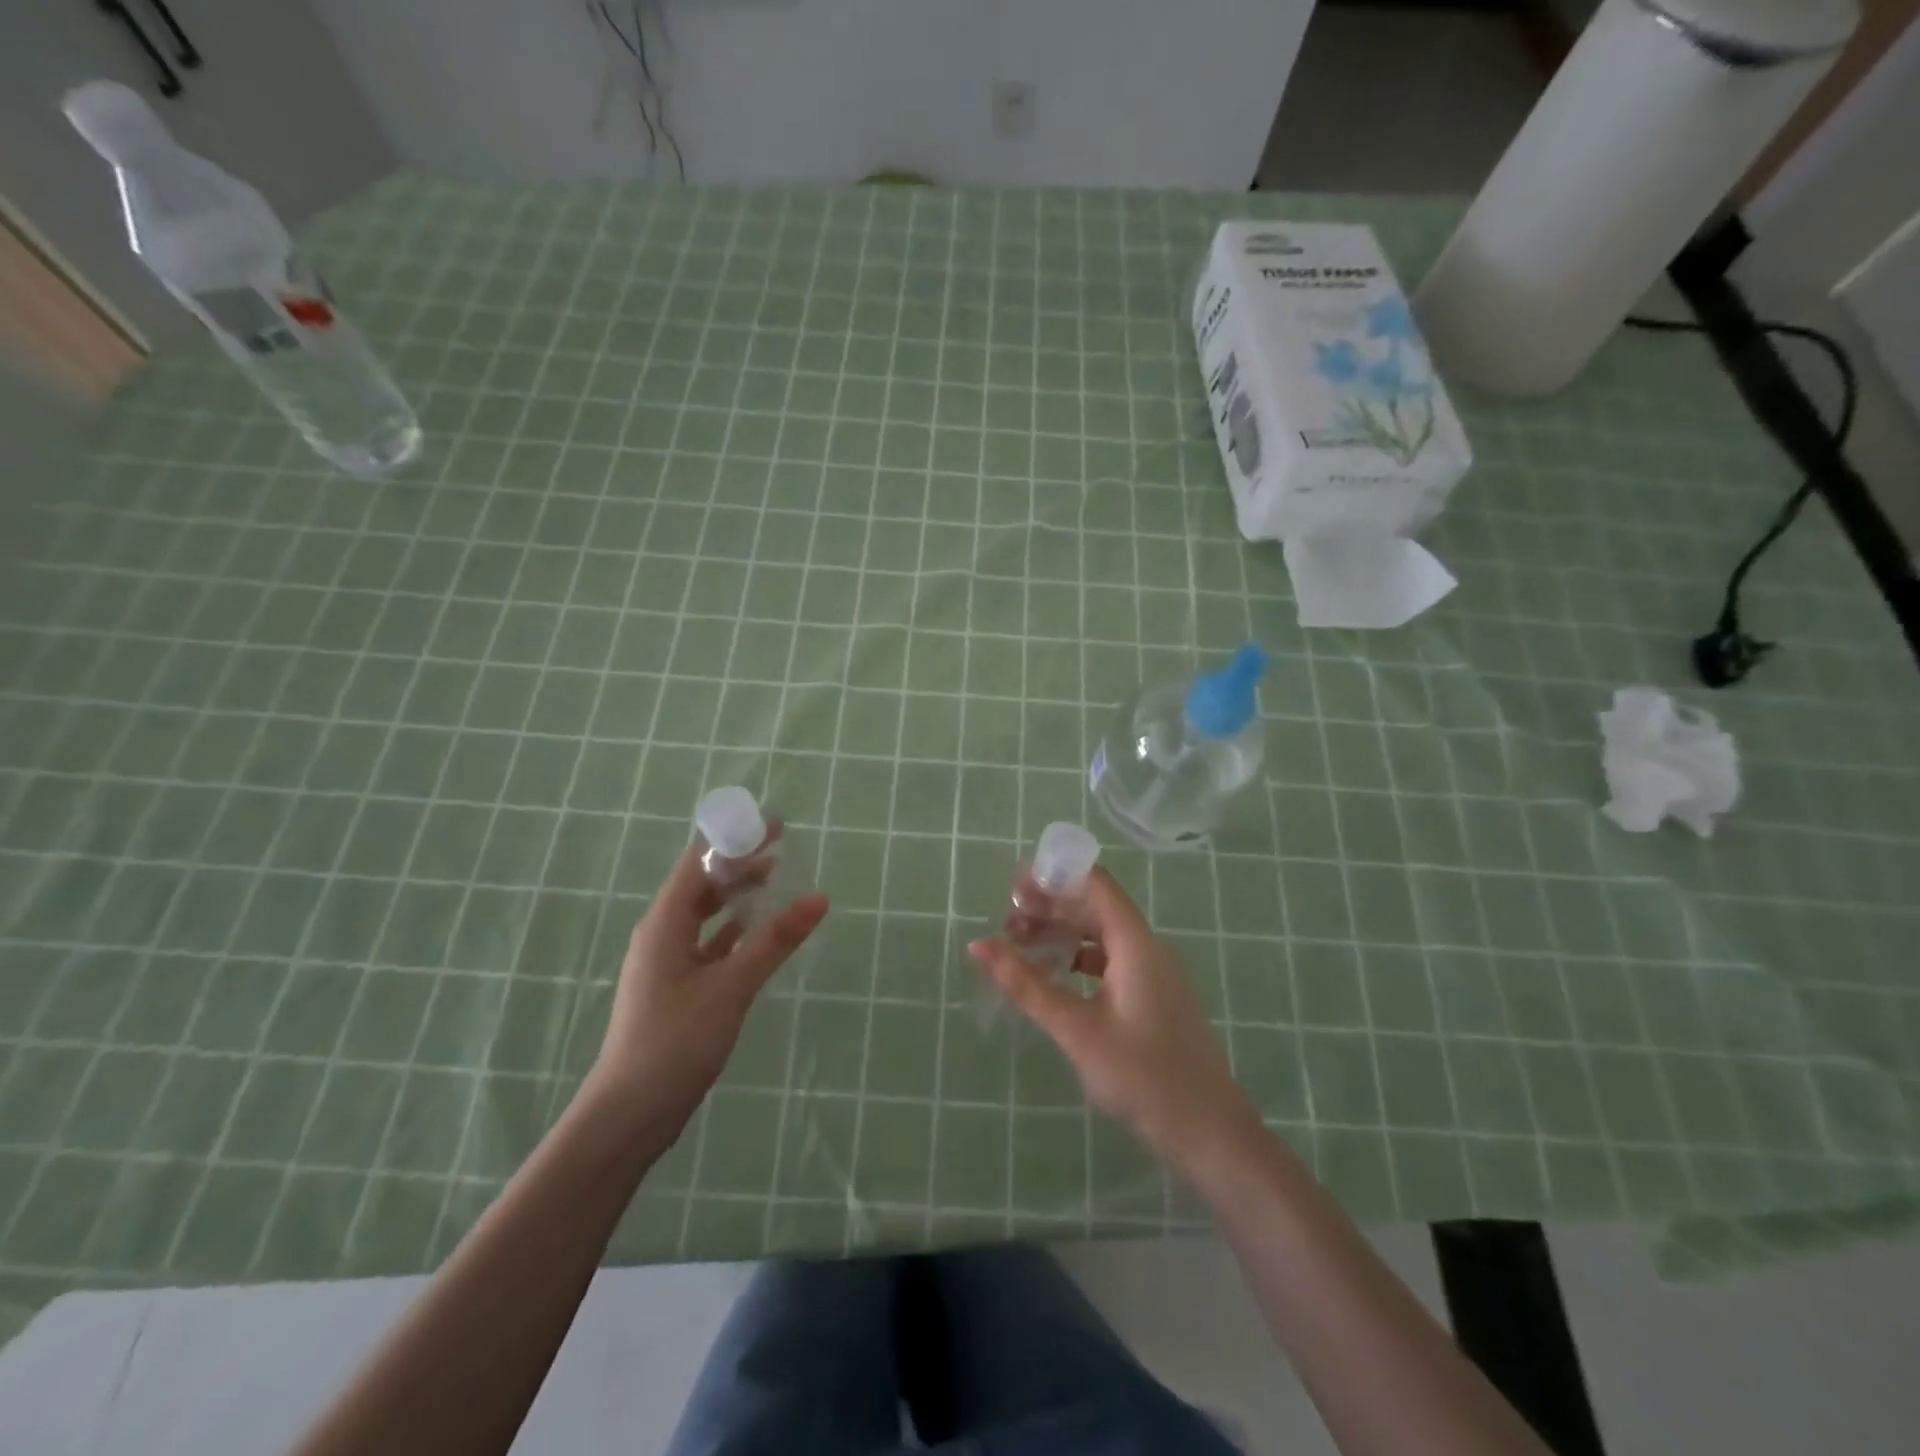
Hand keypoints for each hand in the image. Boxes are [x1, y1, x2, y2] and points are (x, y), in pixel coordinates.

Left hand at [586, 838, 827, 1146]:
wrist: (629, 1113)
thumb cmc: (676, 1040)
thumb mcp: (732, 985)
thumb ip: (775, 940)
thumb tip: (819, 897)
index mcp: (665, 922)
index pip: (700, 861)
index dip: (735, 839)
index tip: (774, 824)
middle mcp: (661, 933)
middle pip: (702, 883)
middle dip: (739, 862)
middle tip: (782, 846)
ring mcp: (666, 961)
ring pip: (705, 913)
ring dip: (736, 894)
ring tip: (774, 878)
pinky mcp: (675, 987)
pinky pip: (707, 942)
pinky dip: (732, 929)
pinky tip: (755, 929)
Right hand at [969, 867, 1263, 1175]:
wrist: (1209, 1131)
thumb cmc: (1142, 1075)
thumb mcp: (1075, 1028)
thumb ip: (1026, 984)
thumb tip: (979, 946)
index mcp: (1135, 942)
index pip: (1094, 884)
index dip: (1054, 876)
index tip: (1013, 888)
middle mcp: (1147, 947)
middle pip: (1095, 908)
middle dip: (1051, 908)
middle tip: (1007, 922)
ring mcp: (1154, 973)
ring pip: (1102, 936)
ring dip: (1063, 935)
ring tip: (1022, 948)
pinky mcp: (1154, 997)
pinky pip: (1111, 962)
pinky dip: (1079, 960)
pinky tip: (1054, 978)